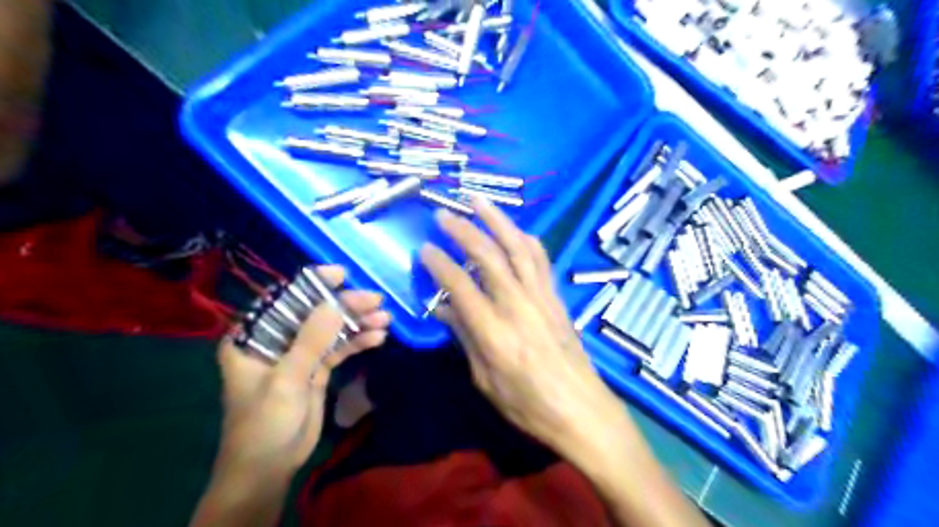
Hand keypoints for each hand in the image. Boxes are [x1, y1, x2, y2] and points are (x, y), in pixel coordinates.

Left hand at [215, 265, 389, 478]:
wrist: (270, 468)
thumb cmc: (264, 423)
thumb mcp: (287, 380)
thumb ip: (311, 340)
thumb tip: (336, 303)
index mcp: (253, 337)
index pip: (283, 300)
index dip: (311, 284)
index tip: (341, 273)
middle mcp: (276, 340)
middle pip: (314, 313)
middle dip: (345, 306)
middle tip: (376, 300)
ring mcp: (298, 354)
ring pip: (331, 329)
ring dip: (357, 323)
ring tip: (385, 318)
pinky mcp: (316, 369)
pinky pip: (339, 348)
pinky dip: (358, 341)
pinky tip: (378, 337)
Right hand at [419, 197, 625, 456]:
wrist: (580, 409)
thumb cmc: (527, 404)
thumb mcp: (484, 380)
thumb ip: (465, 338)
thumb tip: (443, 308)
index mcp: (493, 330)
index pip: (459, 285)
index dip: (438, 263)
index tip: (424, 248)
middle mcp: (517, 304)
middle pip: (488, 256)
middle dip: (463, 230)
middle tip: (443, 215)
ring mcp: (540, 296)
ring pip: (517, 247)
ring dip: (497, 221)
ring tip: (479, 201)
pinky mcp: (556, 297)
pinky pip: (540, 259)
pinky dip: (526, 239)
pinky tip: (516, 229)